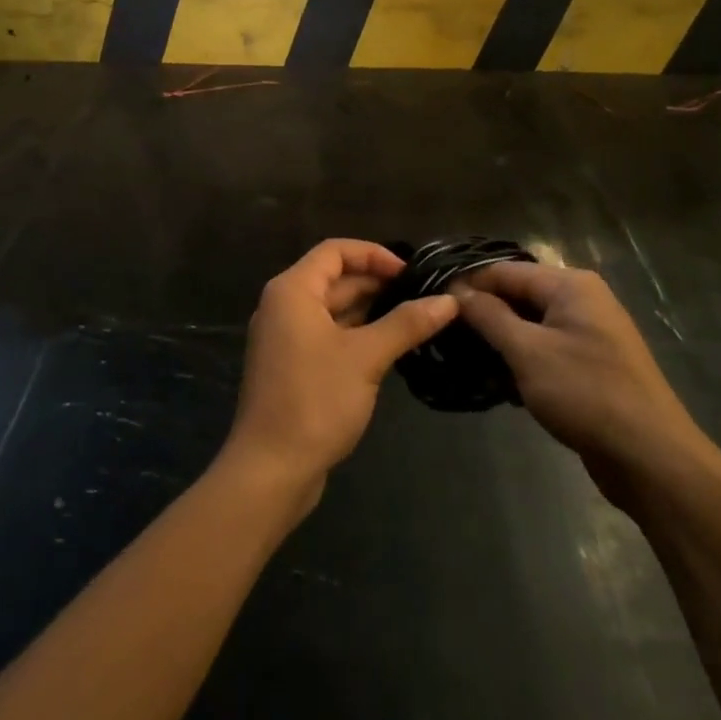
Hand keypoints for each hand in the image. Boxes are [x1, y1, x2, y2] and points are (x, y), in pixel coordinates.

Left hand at [224, 240, 458, 502]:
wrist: (271, 469)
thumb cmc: (315, 400)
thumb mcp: (366, 357)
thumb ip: (406, 324)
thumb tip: (449, 301)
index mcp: (292, 291)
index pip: (335, 251)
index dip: (374, 254)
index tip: (411, 273)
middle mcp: (284, 306)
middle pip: (335, 278)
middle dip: (377, 283)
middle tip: (423, 296)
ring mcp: (286, 338)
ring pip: (333, 309)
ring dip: (370, 310)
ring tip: (416, 318)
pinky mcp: (293, 366)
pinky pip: (328, 335)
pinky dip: (357, 334)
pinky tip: (390, 346)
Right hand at [456, 262, 708, 504]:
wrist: (651, 458)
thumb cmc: (586, 393)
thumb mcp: (527, 351)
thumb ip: (489, 316)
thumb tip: (457, 291)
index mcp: (570, 285)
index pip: (505, 270)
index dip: (468, 284)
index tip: (432, 303)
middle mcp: (582, 300)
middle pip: (519, 295)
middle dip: (483, 313)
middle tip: (443, 334)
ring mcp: (589, 333)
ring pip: (530, 325)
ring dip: (500, 340)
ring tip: (463, 358)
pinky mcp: (591, 364)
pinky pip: (546, 349)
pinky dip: (521, 360)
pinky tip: (497, 382)